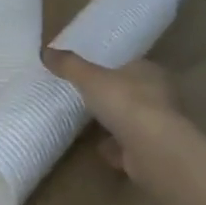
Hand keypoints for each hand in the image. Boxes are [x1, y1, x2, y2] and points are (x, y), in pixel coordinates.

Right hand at [43, 50, 184, 187]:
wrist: (154, 150)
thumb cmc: (125, 102)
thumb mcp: (89, 78)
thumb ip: (69, 65)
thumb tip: (45, 50)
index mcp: (149, 72)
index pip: (131, 65)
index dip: (113, 69)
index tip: (93, 74)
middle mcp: (160, 97)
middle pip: (133, 94)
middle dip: (114, 98)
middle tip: (89, 99)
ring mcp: (160, 127)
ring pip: (134, 121)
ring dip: (116, 125)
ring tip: (91, 127)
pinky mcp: (155, 153)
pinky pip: (131, 147)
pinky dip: (117, 149)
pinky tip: (102, 151)